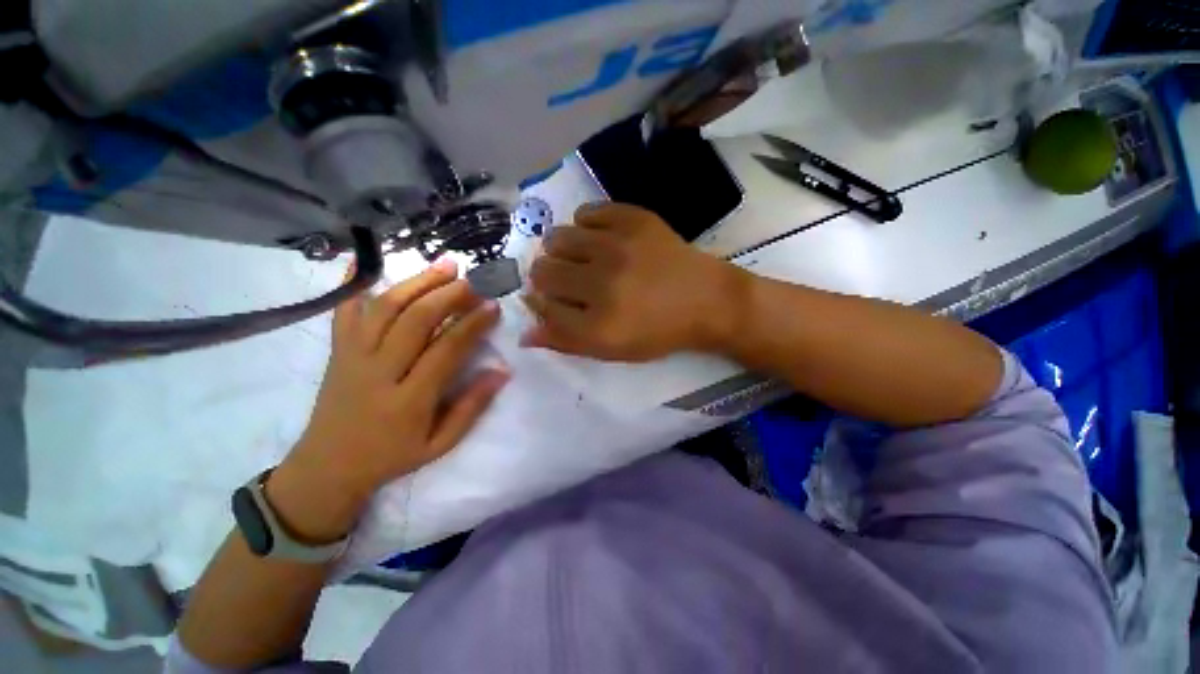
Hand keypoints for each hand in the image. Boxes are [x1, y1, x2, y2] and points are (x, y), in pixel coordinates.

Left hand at [270, 259, 507, 540]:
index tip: (493, 307)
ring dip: (417, 283)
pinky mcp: (336, 351)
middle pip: (415, 321)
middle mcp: (378, 372)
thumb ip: (472, 407)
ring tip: (444, 266)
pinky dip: (355, 285)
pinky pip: (343, 312)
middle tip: (474, 281)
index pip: (446, 350)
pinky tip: (365, 262)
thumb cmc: (391, 456)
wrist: (327, 466)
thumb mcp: (440, 444)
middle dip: (448, 295)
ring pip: (384, 309)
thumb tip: (502, 372)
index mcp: (408, 400)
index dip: (472, 325)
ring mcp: (352, 358)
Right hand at [522, 202, 744, 361]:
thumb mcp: (613, 350)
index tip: (551, 300)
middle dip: (547, 278)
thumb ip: (567, 342)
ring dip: (561, 251)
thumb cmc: (659, 331)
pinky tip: (599, 237)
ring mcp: (618, 246)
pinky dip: (585, 225)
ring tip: (581, 257)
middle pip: (543, 271)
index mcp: (598, 324)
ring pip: (557, 238)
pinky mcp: (635, 219)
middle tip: (567, 280)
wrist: (707, 299)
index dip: (541, 304)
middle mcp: (602, 283)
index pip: (543, 308)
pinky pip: (586, 211)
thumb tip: (525, 333)